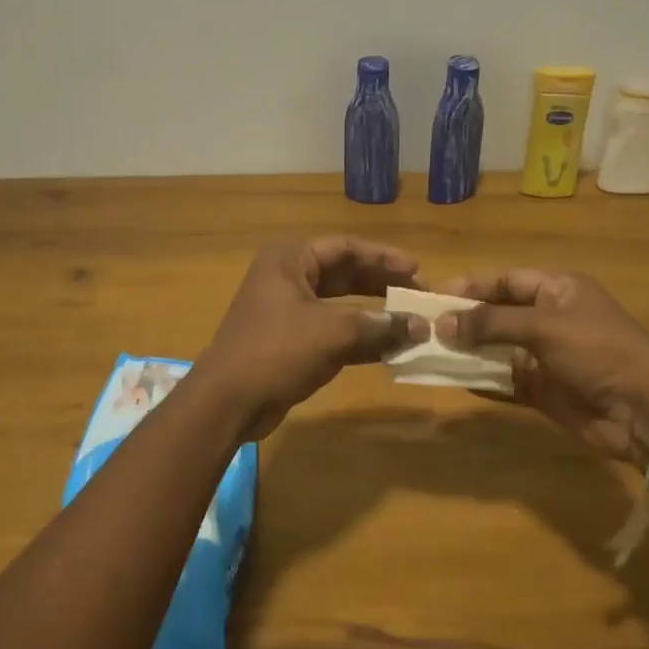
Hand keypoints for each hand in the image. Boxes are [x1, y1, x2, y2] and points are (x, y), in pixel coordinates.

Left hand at [201, 236, 429, 437]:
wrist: (228, 402)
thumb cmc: (277, 351)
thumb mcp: (333, 333)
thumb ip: (379, 325)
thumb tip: (421, 326)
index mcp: (290, 260)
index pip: (345, 247)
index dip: (383, 257)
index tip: (416, 270)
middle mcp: (287, 278)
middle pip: (344, 273)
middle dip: (381, 284)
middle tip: (417, 295)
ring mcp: (287, 312)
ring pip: (340, 305)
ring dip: (374, 314)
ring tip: (410, 322)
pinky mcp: (290, 342)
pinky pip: (333, 331)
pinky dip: (360, 338)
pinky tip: (390, 348)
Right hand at [435, 269, 648, 465]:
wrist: (644, 411)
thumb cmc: (597, 351)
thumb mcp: (543, 327)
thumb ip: (491, 323)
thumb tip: (443, 323)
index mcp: (558, 290)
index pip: (506, 281)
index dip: (471, 287)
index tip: (434, 296)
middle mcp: (550, 319)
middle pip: (498, 314)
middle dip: (465, 320)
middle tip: (425, 327)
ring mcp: (547, 356)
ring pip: (498, 349)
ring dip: (469, 351)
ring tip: (431, 353)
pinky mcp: (544, 390)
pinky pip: (505, 381)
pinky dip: (483, 380)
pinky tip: (456, 380)